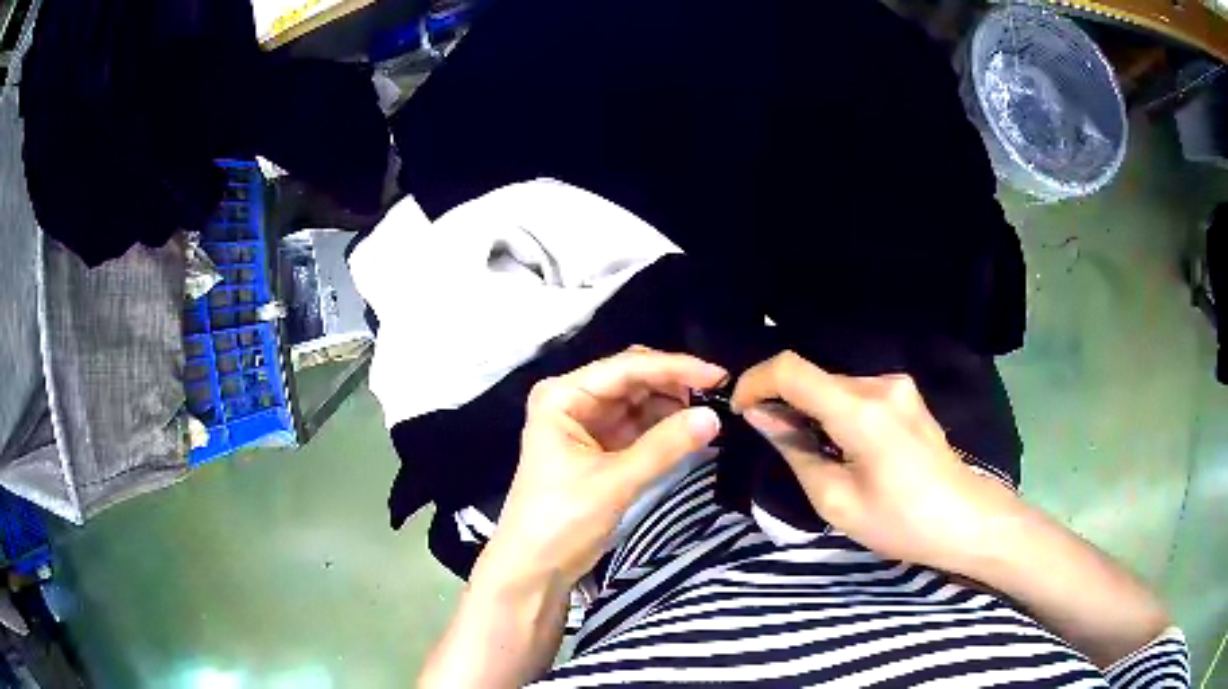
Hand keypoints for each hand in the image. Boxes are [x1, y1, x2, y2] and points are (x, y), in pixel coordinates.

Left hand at [476, 348, 725, 591]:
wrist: (534, 568)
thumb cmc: (561, 519)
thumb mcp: (614, 481)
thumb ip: (665, 446)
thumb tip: (715, 416)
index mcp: (563, 396)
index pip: (626, 367)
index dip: (675, 368)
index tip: (719, 375)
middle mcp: (573, 401)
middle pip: (633, 379)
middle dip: (674, 386)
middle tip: (720, 397)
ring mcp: (586, 425)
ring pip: (639, 403)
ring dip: (672, 408)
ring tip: (711, 416)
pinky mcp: (598, 449)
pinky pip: (638, 428)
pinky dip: (664, 430)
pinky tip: (691, 433)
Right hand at [730, 351, 1019, 570]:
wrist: (966, 520)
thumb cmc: (900, 522)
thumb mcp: (836, 500)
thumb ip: (795, 450)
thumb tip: (761, 417)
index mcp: (861, 411)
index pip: (791, 369)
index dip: (755, 381)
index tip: (740, 410)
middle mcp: (880, 384)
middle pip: (813, 376)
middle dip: (782, 400)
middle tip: (769, 439)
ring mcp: (898, 386)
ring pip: (833, 385)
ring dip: (809, 408)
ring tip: (806, 450)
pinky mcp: (906, 396)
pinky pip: (855, 393)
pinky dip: (833, 411)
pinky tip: (839, 446)